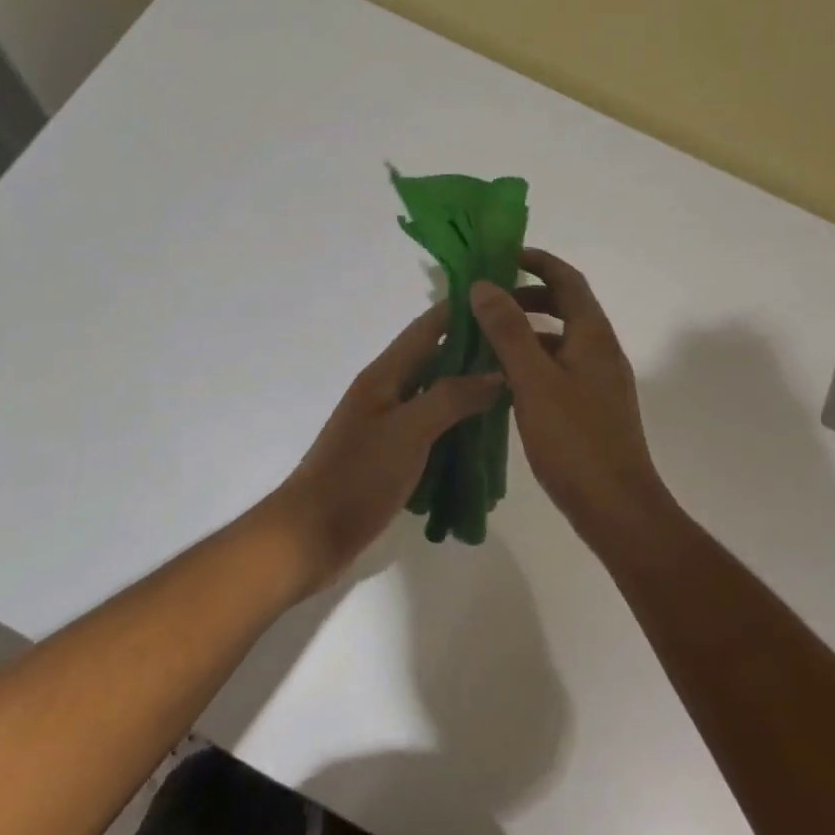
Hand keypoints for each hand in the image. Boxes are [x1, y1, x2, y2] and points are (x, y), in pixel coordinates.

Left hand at [271, 304, 502, 595]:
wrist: (311, 535)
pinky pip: (433, 430)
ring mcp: (388, 424)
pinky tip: (485, 440)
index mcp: (385, 375)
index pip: (428, 327)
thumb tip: (496, 373)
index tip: (503, 299)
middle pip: (436, 360)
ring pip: (437, 396)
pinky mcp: (391, 455)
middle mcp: (387, 391)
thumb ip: (451, 398)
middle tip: (523, 353)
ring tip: (515, 394)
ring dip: (471, 393)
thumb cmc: (357, 477)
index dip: (462, 310)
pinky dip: (458, 428)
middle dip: (476, 353)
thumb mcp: (408, 432)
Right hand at [470, 249, 673, 535]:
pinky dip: (533, 361)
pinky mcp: (591, 408)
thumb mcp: (534, 381)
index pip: (568, 281)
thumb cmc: (575, 440)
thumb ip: (508, 331)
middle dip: (528, 296)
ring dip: (527, 330)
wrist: (616, 507)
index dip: (538, 261)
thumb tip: (484, 285)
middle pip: (566, 307)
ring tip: (486, 338)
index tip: (503, 255)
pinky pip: (559, 368)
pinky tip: (504, 380)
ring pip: (560, 340)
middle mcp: (600, 352)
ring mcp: (598, 382)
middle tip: (487, 300)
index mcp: (593, 337)